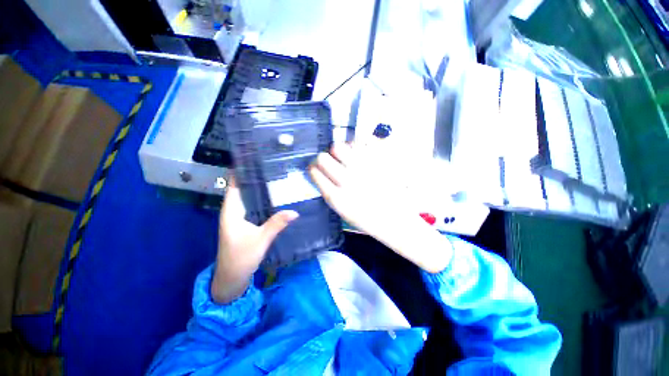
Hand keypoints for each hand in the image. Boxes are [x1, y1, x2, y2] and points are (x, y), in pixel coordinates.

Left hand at [212, 176, 298, 303]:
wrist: (232, 278)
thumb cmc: (241, 258)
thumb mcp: (261, 240)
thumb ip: (277, 224)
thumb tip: (295, 211)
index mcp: (231, 210)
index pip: (234, 184)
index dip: (242, 171)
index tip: (257, 159)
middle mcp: (234, 210)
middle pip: (243, 188)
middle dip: (256, 177)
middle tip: (274, 167)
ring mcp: (239, 216)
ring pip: (249, 197)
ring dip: (260, 188)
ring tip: (277, 178)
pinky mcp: (246, 222)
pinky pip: (254, 205)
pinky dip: (262, 199)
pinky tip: (276, 197)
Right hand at [308, 143, 451, 272]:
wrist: (395, 220)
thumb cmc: (366, 219)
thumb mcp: (341, 211)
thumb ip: (328, 191)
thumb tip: (319, 172)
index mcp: (336, 197)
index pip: (315, 171)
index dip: (313, 167)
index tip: (316, 167)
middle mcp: (347, 180)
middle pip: (323, 157)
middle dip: (323, 158)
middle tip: (331, 161)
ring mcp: (364, 169)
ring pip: (339, 146)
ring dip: (339, 151)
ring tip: (347, 157)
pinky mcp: (379, 161)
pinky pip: (360, 142)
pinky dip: (356, 145)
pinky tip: (360, 153)